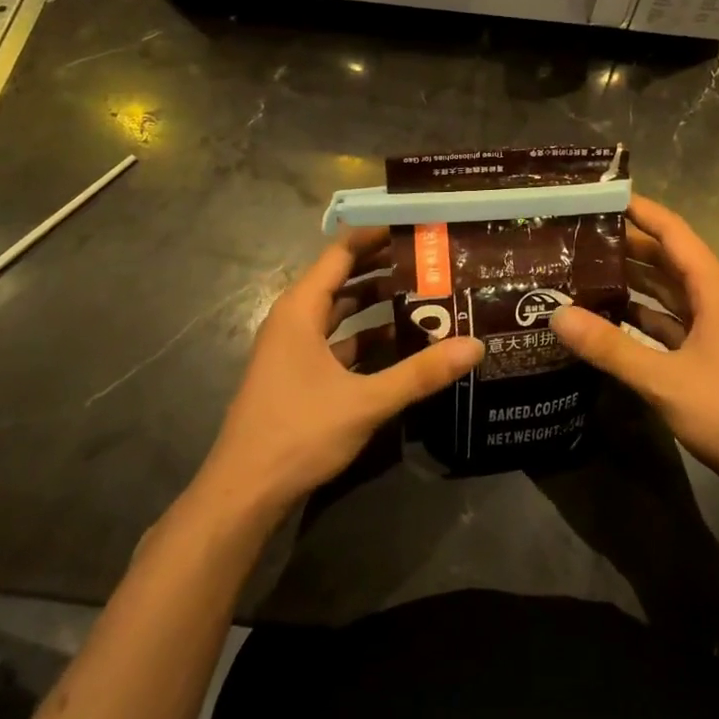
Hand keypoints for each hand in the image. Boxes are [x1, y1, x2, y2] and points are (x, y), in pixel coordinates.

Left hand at [200, 227, 483, 514]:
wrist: (243, 493)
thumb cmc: (298, 432)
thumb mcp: (365, 401)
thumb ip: (421, 373)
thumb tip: (475, 345)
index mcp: (300, 310)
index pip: (341, 253)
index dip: (375, 235)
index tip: (415, 225)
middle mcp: (294, 320)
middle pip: (341, 278)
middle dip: (382, 266)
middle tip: (429, 257)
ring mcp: (293, 349)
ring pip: (339, 312)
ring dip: (375, 302)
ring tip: (422, 292)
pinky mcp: (298, 375)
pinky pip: (337, 341)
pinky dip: (365, 336)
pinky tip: (399, 342)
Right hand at [551, 195, 718, 487]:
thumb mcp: (663, 378)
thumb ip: (610, 347)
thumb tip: (557, 314)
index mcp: (712, 285)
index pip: (672, 230)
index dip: (639, 209)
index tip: (599, 195)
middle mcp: (713, 294)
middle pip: (665, 256)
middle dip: (625, 242)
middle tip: (576, 233)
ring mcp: (711, 322)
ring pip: (664, 287)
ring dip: (629, 276)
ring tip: (582, 267)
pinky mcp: (704, 348)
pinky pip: (666, 317)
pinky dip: (638, 311)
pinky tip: (605, 313)